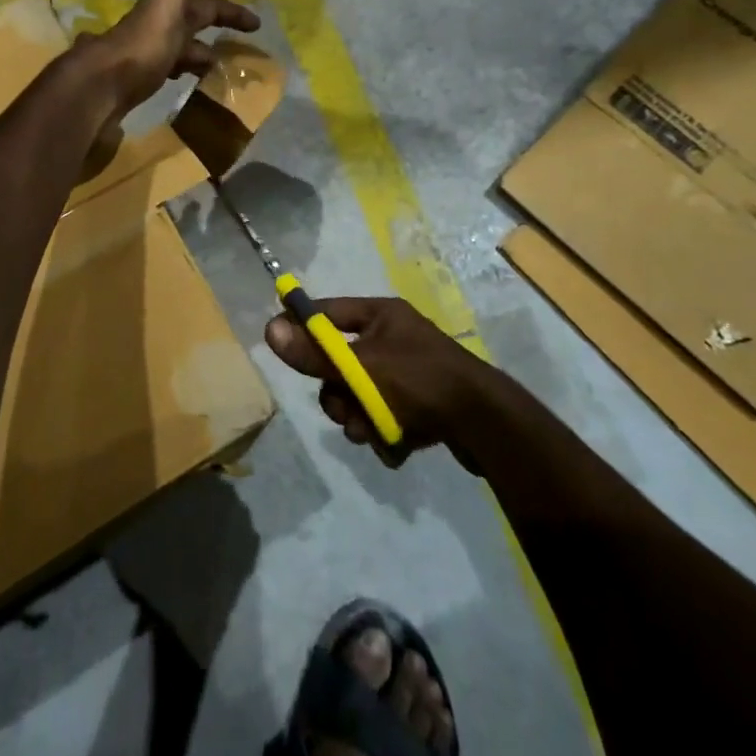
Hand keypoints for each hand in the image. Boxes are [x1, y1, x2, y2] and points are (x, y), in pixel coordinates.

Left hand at [80, 0, 261, 119]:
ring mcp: (147, 55)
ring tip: (228, 68)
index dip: (226, 5)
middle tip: (250, 44)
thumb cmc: (143, 44)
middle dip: (220, 25)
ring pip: (183, 48)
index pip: (201, 0)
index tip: (253, 19)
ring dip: (205, 52)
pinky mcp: (141, 82)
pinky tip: (197, 85)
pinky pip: (172, 71)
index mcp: (165, 6)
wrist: (101, 87)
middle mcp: (156, 26)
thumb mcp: (168, 0)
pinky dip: (188, 73)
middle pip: (193, 21)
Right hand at [265, 297, 480, 460]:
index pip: (328, 311)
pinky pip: (385, 414)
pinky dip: (384, 431)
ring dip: (359, 417)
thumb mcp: (362, 368)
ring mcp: (409, 372)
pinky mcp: (422, 404)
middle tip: (345, 408)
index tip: (279, 341)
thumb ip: (315, 354)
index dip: (302, 324)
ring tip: (373, 432)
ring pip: (360, 395)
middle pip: (342, 362)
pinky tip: (397, 444)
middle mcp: (394, 337)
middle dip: (339, 393)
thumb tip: (269, 329)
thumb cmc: (421, 382)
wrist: (486, 425)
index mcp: (381, 315)